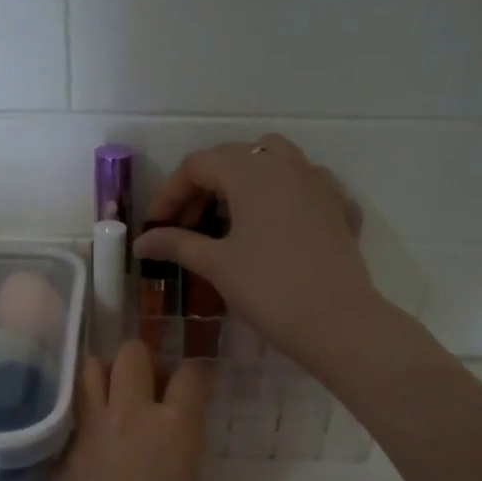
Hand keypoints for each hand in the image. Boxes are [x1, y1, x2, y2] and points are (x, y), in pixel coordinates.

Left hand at [46, 341, 210, 480]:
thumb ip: (180, 454)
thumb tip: (171, 440)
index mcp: (175, 429)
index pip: (191, 373)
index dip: (196, 376)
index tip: (195, 387)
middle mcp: (130, 416)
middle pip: (133, 353)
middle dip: (145, 362)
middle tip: (150, 390)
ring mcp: (89, 432)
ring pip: (91, 368)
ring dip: (107, 376)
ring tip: (116, 401)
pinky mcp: (62, 453)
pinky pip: (74, 413)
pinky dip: (85, 414)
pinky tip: (93, 441)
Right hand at [134, 135, 382, 375]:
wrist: (336, 321)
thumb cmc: (268, 288)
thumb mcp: (216, 264)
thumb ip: (176, 244)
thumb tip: (142, 242)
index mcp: (250, 171)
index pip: (197, 166)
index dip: (170, 194)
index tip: (155, 227)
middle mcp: (286, 164)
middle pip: (234, 158)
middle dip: (204, 187)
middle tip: (186, 226)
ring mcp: (319, 182)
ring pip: (274, 163)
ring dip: (244, 183)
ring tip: (229, 220)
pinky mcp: (339, 207)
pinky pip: (304, 188)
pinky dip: (282, 198)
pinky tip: (274, 227)